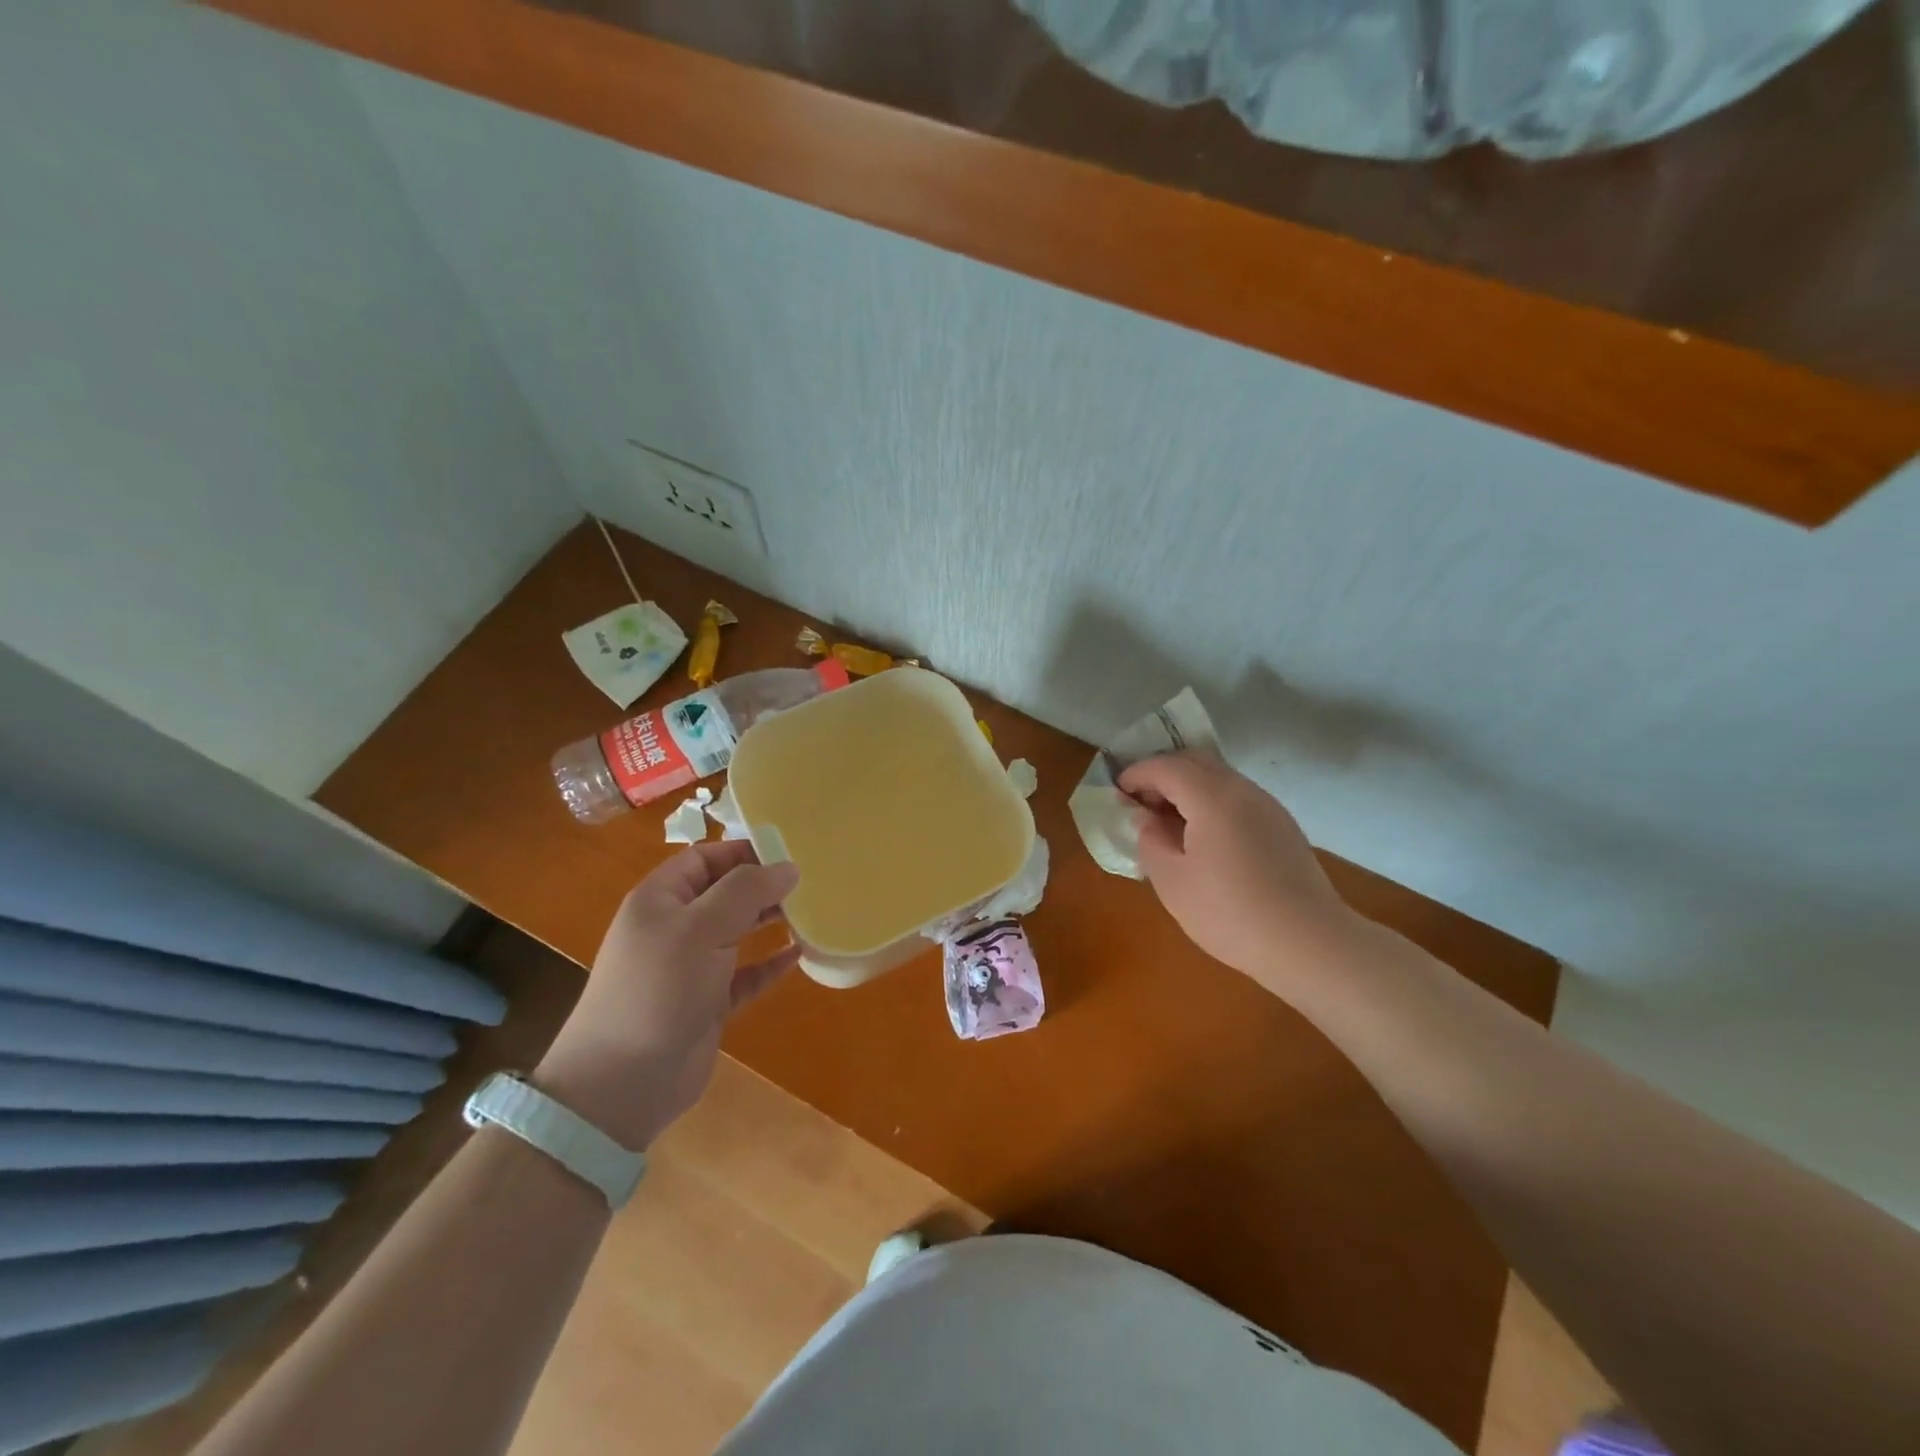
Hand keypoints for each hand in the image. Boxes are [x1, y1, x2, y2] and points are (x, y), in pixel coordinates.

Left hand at [535, 841, 800, 1150]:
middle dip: (762, 884)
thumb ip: (746, 891)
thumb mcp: (701, 928)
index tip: (790, 852)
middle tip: (809, 882)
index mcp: (661, 899)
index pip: (705, 858)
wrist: (623, 1083)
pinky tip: (798, 955)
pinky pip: (745, 974)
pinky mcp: (707, 1003)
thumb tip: (788, 867)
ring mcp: (690, 967)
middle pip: (724, 892)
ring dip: (769, 920)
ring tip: (810, 910)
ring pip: (736, 931)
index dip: (744, 851)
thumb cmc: (659, 988)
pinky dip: (769, 964)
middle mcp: (674, 928)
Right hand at [1118, 752, 1359, 987]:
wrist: (1309, 943)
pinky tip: (1202, 837)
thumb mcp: (1172, 881)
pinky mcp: (1281, 825)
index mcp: (1212, 797)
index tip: (1117, 792)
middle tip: (1139, 802)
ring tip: (1168, 821)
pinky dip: (1210, 801)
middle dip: (1161, 773)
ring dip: (1187, 787)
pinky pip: (1236, 797)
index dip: (1136, 774)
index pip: (1166, 766)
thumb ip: (1150, 840)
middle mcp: (1242, 790)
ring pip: (1219, 777)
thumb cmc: (1230, 914)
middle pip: (1195, 761)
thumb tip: (1146, 818)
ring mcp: (1267, 805)